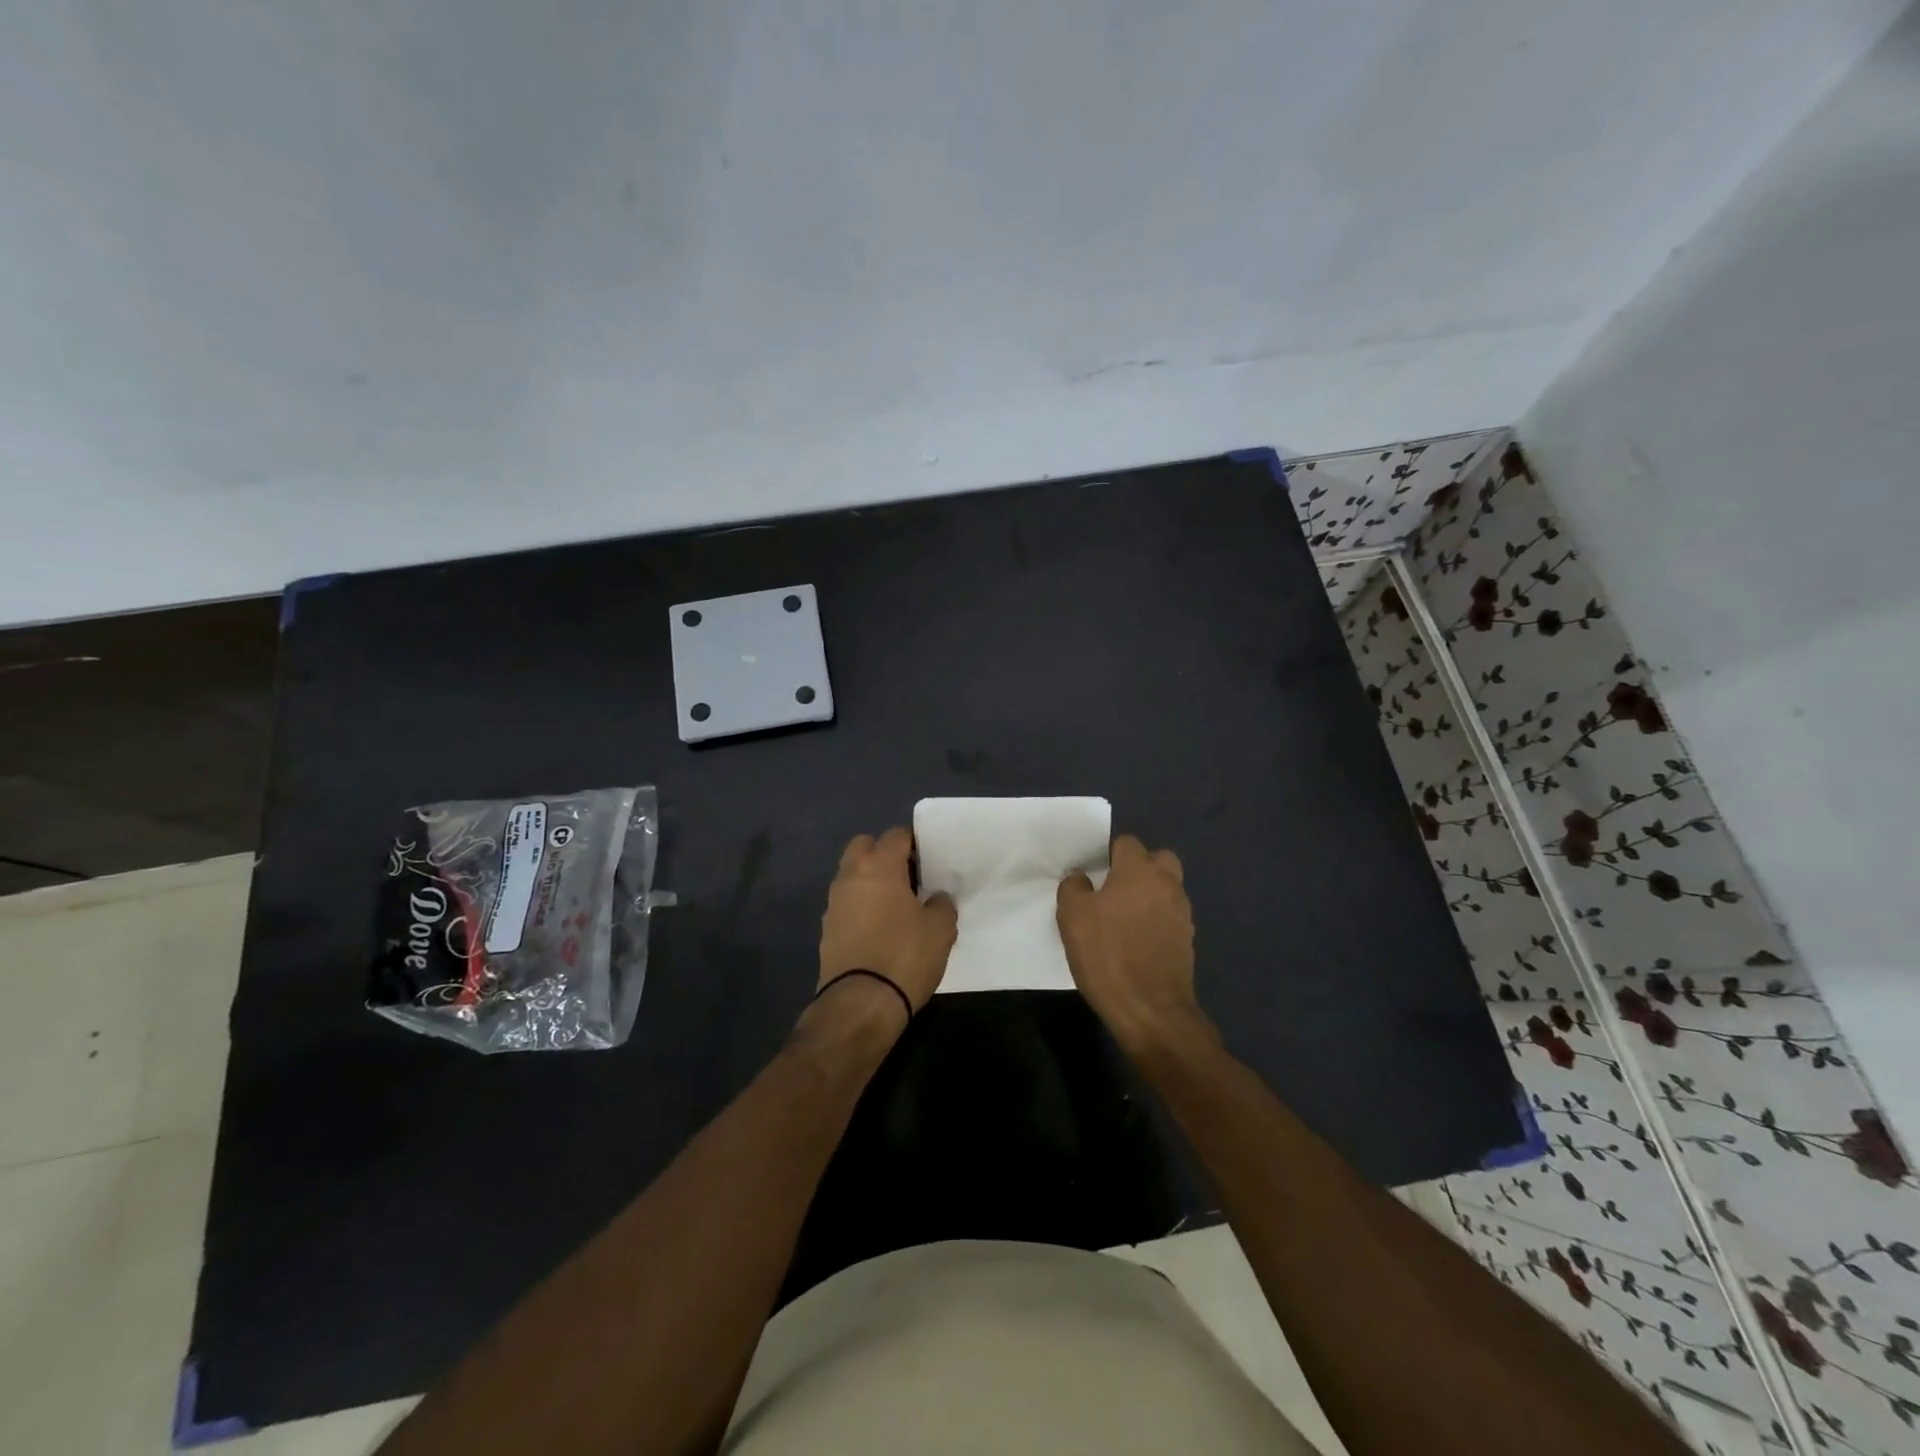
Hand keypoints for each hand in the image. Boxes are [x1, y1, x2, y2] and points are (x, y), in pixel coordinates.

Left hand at [817, 827, 958, 1017]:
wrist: (860, 1004)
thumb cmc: (905, 956)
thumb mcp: (940, 930)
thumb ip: (942, 905)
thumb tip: (937, 898)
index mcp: (879, 866)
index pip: (895, 835)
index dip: (914, 842)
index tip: (929, 858)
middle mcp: (850, 876)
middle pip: (864, 846)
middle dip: (883, 853)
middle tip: (907, 876)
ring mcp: (833, 903)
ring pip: (851, 875)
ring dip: (869, 881)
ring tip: (895, 905)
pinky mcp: (826, 930)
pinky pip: (846, 904)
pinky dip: (860, 907)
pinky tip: (879, 929)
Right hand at [1057, 834, 1203, 1053]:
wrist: (1151, 1010)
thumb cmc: (1107, 955)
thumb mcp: (1072, 917)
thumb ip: (1073, 887)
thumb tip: (1080, 877)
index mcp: (1139, 870)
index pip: (1126, 842)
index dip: (1108, 853)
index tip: (1093, 872)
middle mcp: (1167, 884)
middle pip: (1157, 859)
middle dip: (1139, 867)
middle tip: (1114, 889)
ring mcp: (1182, 913)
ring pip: (1167, 888)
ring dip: (1149, 894)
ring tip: (1123, 918)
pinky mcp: (1188, 940)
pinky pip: (1170, 916)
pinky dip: (1156, 920)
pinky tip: (1137, 941)